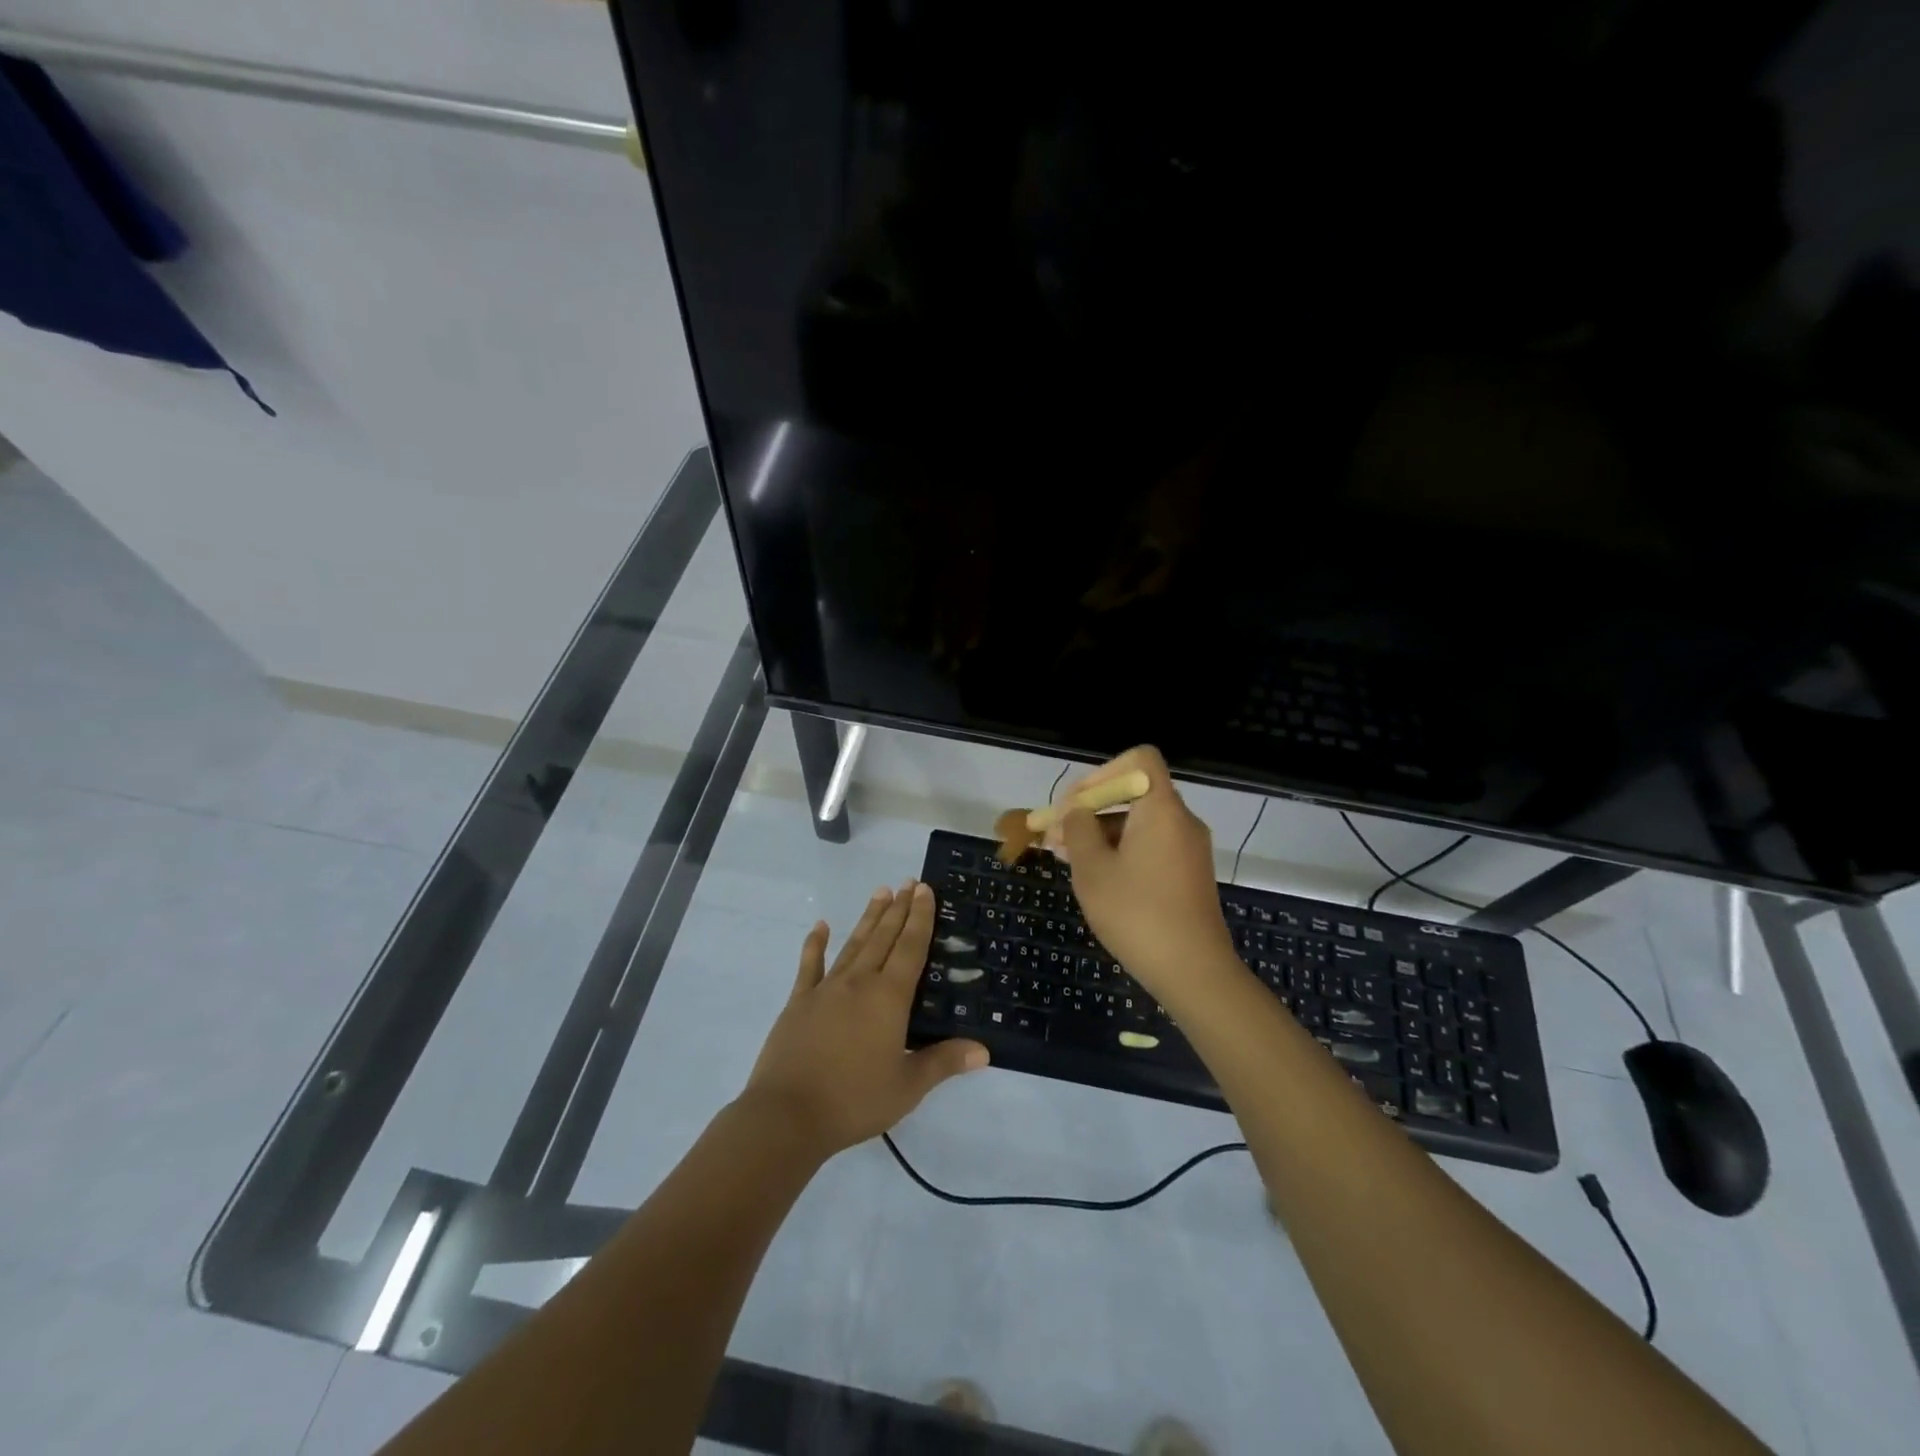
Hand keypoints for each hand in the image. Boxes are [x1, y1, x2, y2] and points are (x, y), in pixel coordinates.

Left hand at [739, 882, 988, 1159]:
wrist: (787, 1115)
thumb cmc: (854, 1100)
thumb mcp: (907, 1086)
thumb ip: (944, 1062)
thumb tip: (984, 1050)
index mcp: (888, 998)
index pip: (911, 948)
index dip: (920, 918)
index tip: (924, 889)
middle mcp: (859, 982)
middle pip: (883, 937)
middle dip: (898, 908)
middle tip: (908, 882)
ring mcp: (826, 989)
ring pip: (853, 944)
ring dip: (869, 918)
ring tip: (881, 892)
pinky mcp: (799, 1002)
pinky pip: (810, 965)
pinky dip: (816, 943)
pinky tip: (821, 925)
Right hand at [1048, 746, 1238, 1005]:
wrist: (1194, 972)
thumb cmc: (1137, 914)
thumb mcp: (1093, 870)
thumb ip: (1078, 830)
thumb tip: (1076, 813)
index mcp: (1161, 809)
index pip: (1138, 760)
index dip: (1101, 773)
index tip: (1074, 804)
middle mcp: (1180, 820)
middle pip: (1133, 793)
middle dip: (1089, 808)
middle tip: (1054, 834)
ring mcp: (1188, 848)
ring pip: (1138, 823)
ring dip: (1100, 833)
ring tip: (1064, 857)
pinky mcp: (1188, 874)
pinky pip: (1150, 846)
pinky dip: (1120, 850)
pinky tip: (1093, 875)